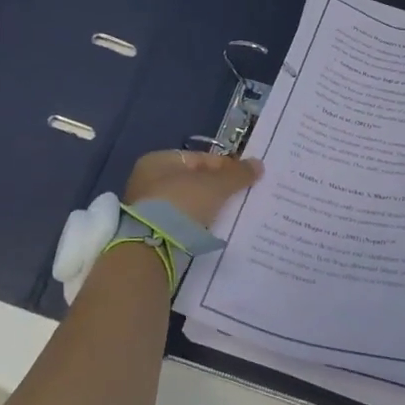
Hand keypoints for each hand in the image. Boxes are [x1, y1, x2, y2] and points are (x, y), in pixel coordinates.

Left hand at [125, 149, 263, 227]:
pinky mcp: (150, 233)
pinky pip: (180, 224)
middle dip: (216, 189)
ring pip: (187, 204)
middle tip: (240, 197)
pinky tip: (212, 231)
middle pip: (192, 181)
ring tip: (229, 216)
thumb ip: (238, 174)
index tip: (244, 178)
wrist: (153, 246)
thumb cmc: (183, 203)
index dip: (225, 166)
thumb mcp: (216, 185)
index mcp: (158, 161)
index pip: (199, 158)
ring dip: (206, 208)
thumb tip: (259, 164)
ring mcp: (146, 208)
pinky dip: (196, 226)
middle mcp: (147, 181)